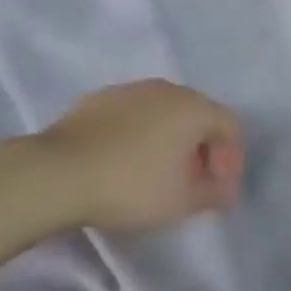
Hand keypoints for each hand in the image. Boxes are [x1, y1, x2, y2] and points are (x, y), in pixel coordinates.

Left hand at [37, 79, 245, 233]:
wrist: (59, 172)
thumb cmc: (131, 186)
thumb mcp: (182, 202)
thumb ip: (213, 193)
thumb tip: (226, 188)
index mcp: (194, 107)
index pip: (229, 124)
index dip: (231, 157)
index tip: (217, 188)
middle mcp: (167, 88)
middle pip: (198, 114)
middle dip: (201, 146)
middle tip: (191, 181)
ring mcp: (130, 89)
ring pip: (163, 111)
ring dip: (169, 138)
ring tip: (156, 172)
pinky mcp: (98, 98)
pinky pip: (132, 114)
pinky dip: (138, 133)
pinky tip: (123, 159)